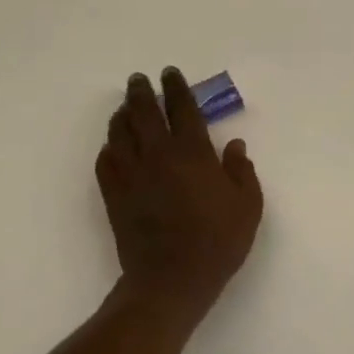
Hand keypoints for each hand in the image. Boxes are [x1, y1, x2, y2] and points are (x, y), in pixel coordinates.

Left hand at [98, 67, 263, 315]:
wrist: (172, 279)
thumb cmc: (218, 242)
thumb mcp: (248, 206)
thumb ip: (241, 171)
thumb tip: (234, 145)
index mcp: (193, 153)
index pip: (182, 109)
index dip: (177, 88)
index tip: (171, 74)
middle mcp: (158, 156)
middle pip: (144, 113)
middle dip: (142, 92)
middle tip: (139, 80)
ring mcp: (132, 175)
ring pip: (119, 133)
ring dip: (122, 115)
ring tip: (125, 107)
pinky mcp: (114, 195)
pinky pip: (105, 161)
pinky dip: (108, 147)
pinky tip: (113, 146)